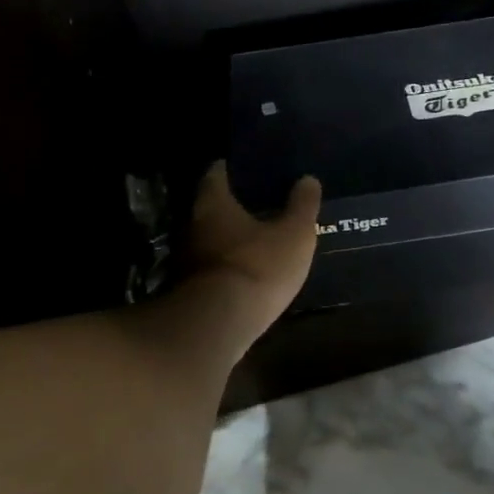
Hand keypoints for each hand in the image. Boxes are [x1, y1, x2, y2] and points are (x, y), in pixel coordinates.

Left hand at [179, 161, 321, 350]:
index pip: (216, 173)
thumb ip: (302, 206)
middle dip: (231, 204)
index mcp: (213, 202)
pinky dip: (225, 264)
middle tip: (258, 202)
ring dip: (227, 237)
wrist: (217, 325)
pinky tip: (246, 270)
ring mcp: (185, 258)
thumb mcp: (294, 234)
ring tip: (256, 236)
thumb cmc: (258, 266)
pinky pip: (210, 266)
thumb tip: (308, 179)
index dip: (231, 168)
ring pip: (208, 237)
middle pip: (209, 205)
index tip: (247, 167)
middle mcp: (192, 224)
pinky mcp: (188, 289)